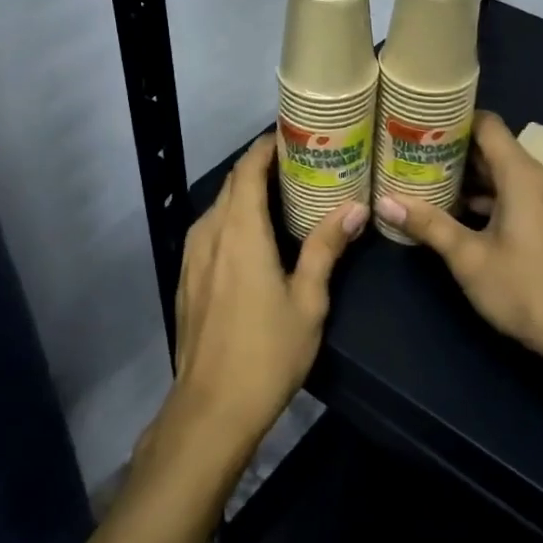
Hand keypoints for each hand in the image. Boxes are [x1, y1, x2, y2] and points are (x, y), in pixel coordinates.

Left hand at [166, 133, 366, 454]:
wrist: (211, 408)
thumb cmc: (267, 352)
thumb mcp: (308, 300)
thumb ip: (325, 248)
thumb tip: (355, 208)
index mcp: (240, 232)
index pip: (248, 171)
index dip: (266, 148)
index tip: (292, 134)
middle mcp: (209, 235)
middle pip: (232, 186)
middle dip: (260, 167)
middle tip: (300, 162)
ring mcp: (192, 258)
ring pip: (218, 209)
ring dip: (246, 194)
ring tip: (282, 193)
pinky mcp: (187, 279)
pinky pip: (210, 232)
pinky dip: (232, 219)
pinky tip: (254, 235)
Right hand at [374, 111, 542, 370]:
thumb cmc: (527, 289)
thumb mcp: (470, 258)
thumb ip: (429, 225)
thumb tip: (383, 200)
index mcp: (521, 176)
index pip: (487, 124)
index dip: (453, 118)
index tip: (417, 123)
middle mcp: (537, 180)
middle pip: (492, 148)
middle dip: (452, 149)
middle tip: (410, 151)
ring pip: (501, 175)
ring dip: (466, 177)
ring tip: (424, 179)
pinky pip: (512, 196)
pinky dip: (484, 198)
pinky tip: (455, 213)